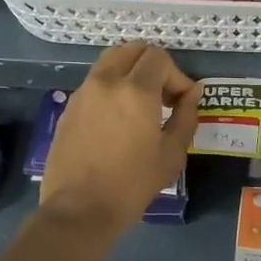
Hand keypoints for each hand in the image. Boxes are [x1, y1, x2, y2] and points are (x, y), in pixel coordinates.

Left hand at [39, 43, 198, 238]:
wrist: (79, 210)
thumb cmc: (132, 184)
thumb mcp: (172, 154)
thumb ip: (186, 116)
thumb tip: (192, 93)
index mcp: (135, 90)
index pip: (159, 57)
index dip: (177, 75)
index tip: (182, 102)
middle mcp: (106, 81)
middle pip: (132, 50)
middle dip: (153, 65)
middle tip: (164, 95)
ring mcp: (83, 92)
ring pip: (110, 62)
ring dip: (131, 72)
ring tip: (141, 104)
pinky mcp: (69, 107)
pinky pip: (95, 82)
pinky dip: (112, 86)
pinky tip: (118, 119)